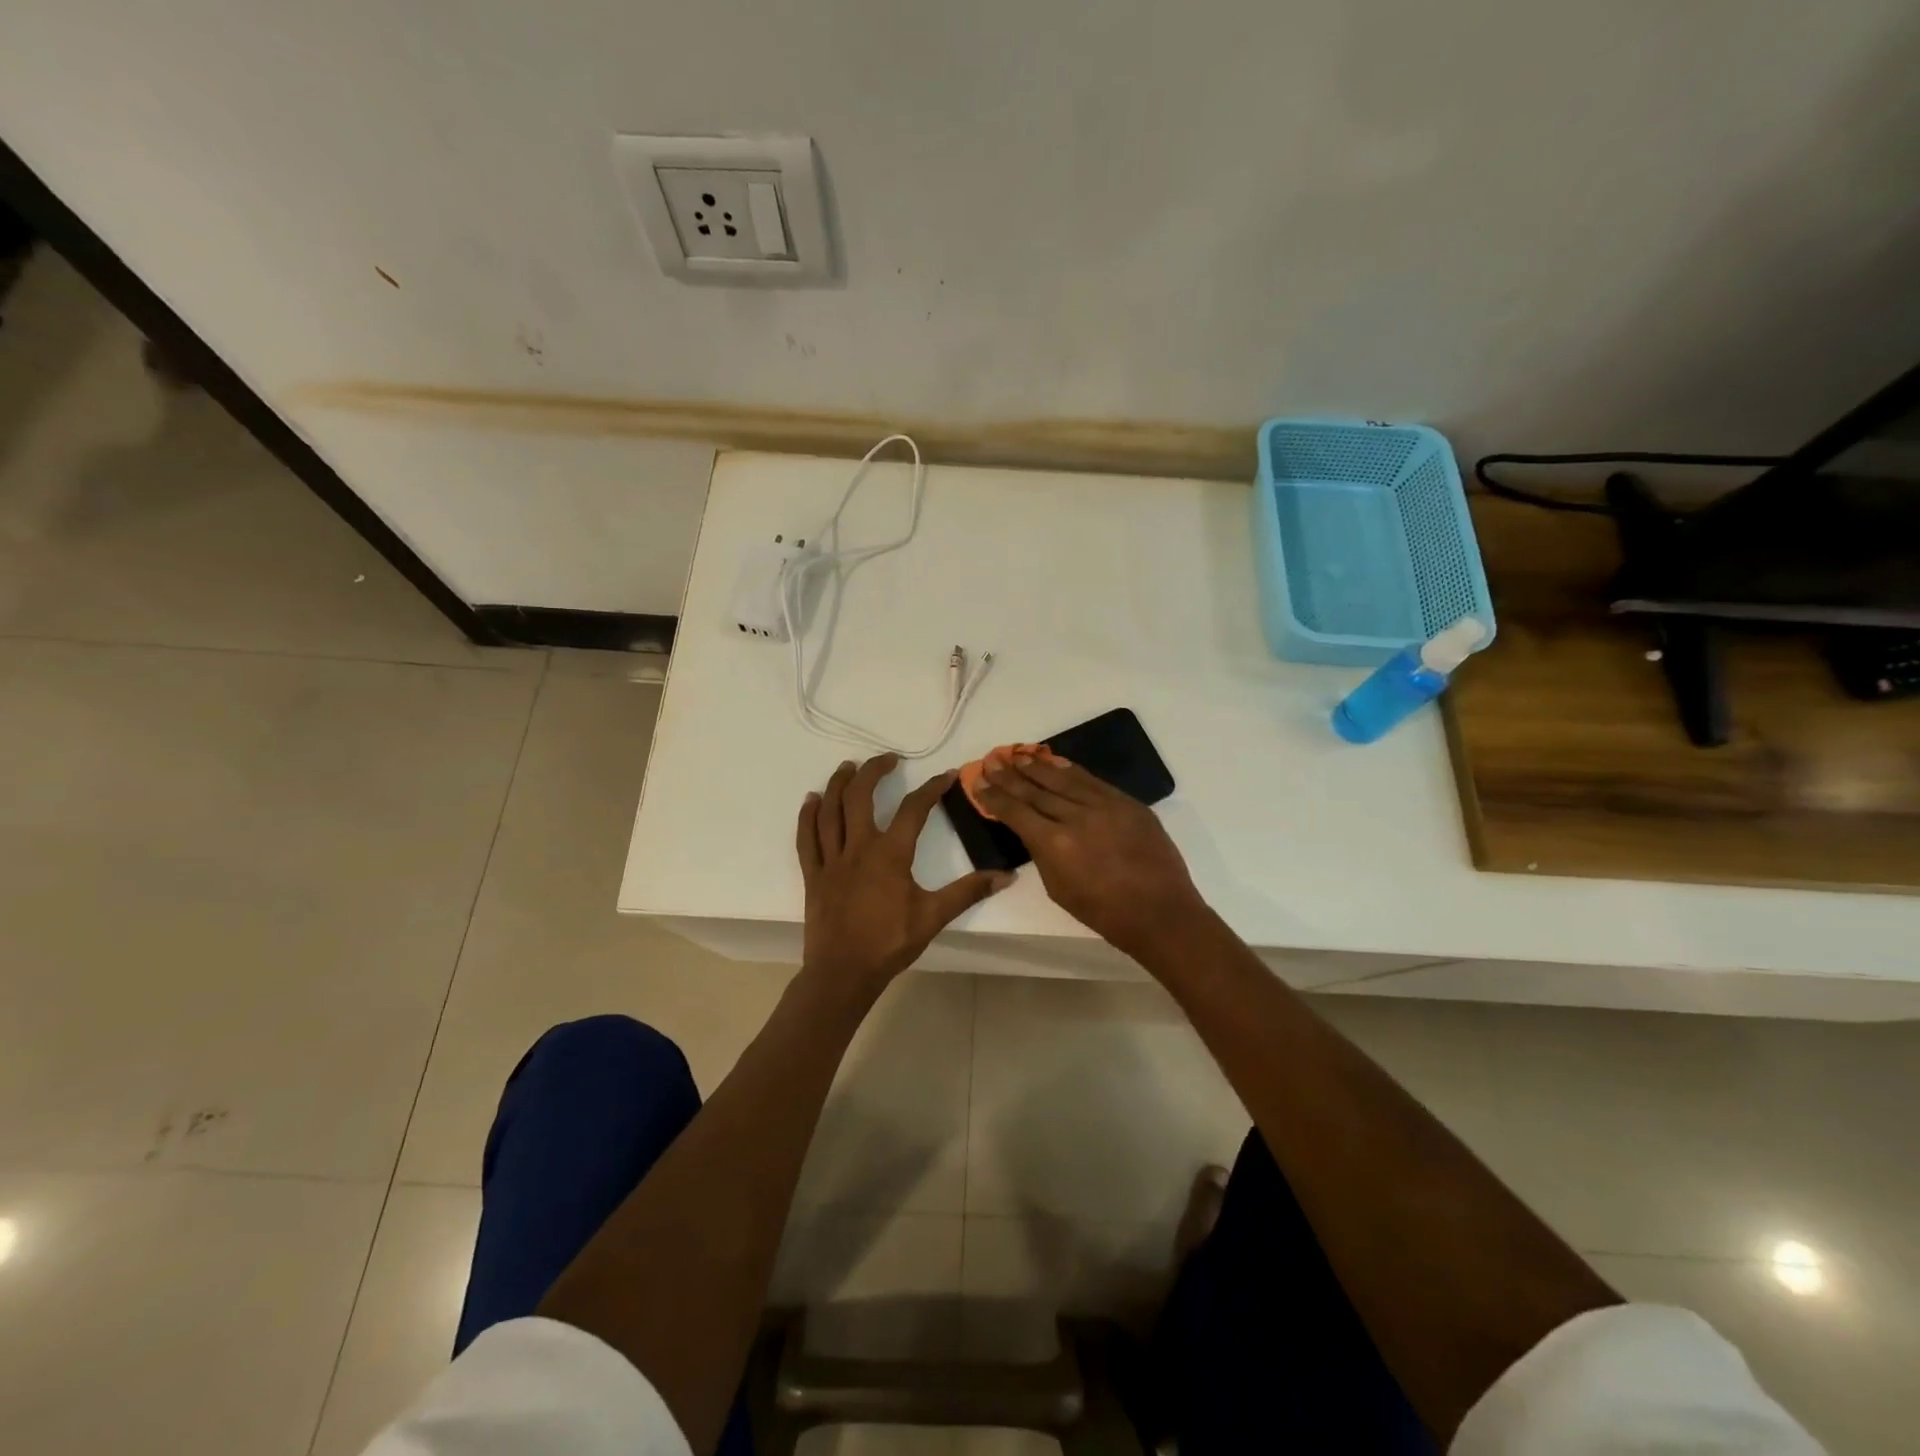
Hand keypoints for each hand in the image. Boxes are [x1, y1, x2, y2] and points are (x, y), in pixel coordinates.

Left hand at [796, 753, 1011, 1003]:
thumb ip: (968, 892)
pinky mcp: (813, 874)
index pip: (914, 809)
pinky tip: (810, 800)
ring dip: (837, 784)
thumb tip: (1007, 876)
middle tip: (887, 759)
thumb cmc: (890, 943)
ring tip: (847, 767)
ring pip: (830, 811)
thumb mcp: (934, 916)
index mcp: (890, 854)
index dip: (931, 788)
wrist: (844, 973)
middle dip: (873, 771)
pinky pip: (806, 838)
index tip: (946, 774)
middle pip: (860, 796)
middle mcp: (858, 847)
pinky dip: (807, 816)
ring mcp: (832, 860)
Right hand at [975, 753, 1205, 959]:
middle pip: (1036, 790)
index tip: (978, 782)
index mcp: (1055, 844)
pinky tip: (1057, 762)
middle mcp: (1076, 817)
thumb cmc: (1104, 912)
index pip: (1016, 812)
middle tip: (992, 761)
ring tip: (1019, 755)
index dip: (994, 796)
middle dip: (1010, 775)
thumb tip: (1033, 830)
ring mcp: (1105, 806)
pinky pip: (1093, 781)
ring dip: (1038, 766)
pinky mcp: (1127, 803)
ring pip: (1064, 779)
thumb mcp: (1059, 888)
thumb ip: (1042, 854)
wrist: (1160, 912)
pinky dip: (1071, 770)